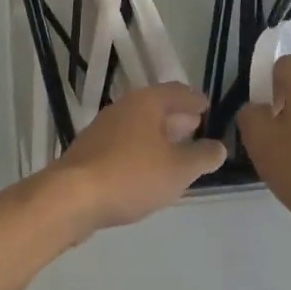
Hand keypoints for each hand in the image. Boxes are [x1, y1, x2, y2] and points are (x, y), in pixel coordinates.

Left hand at [45, 83, 227, 234]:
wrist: (72, 197)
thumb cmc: (131, 175)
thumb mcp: (179, 169)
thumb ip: (203, 156)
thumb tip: (219, 147)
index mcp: (147, 102)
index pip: (178, 92)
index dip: (196, 100)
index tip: (209, 109)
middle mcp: (124, 107)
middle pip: (157, 107)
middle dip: (178, 118)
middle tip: (197, 128)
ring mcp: (103, 129)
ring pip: (140, 126)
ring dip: (160, 136)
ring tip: (177, 152)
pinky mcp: (91, 152)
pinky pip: (125, 144)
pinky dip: (142, 150)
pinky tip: (148, 170)